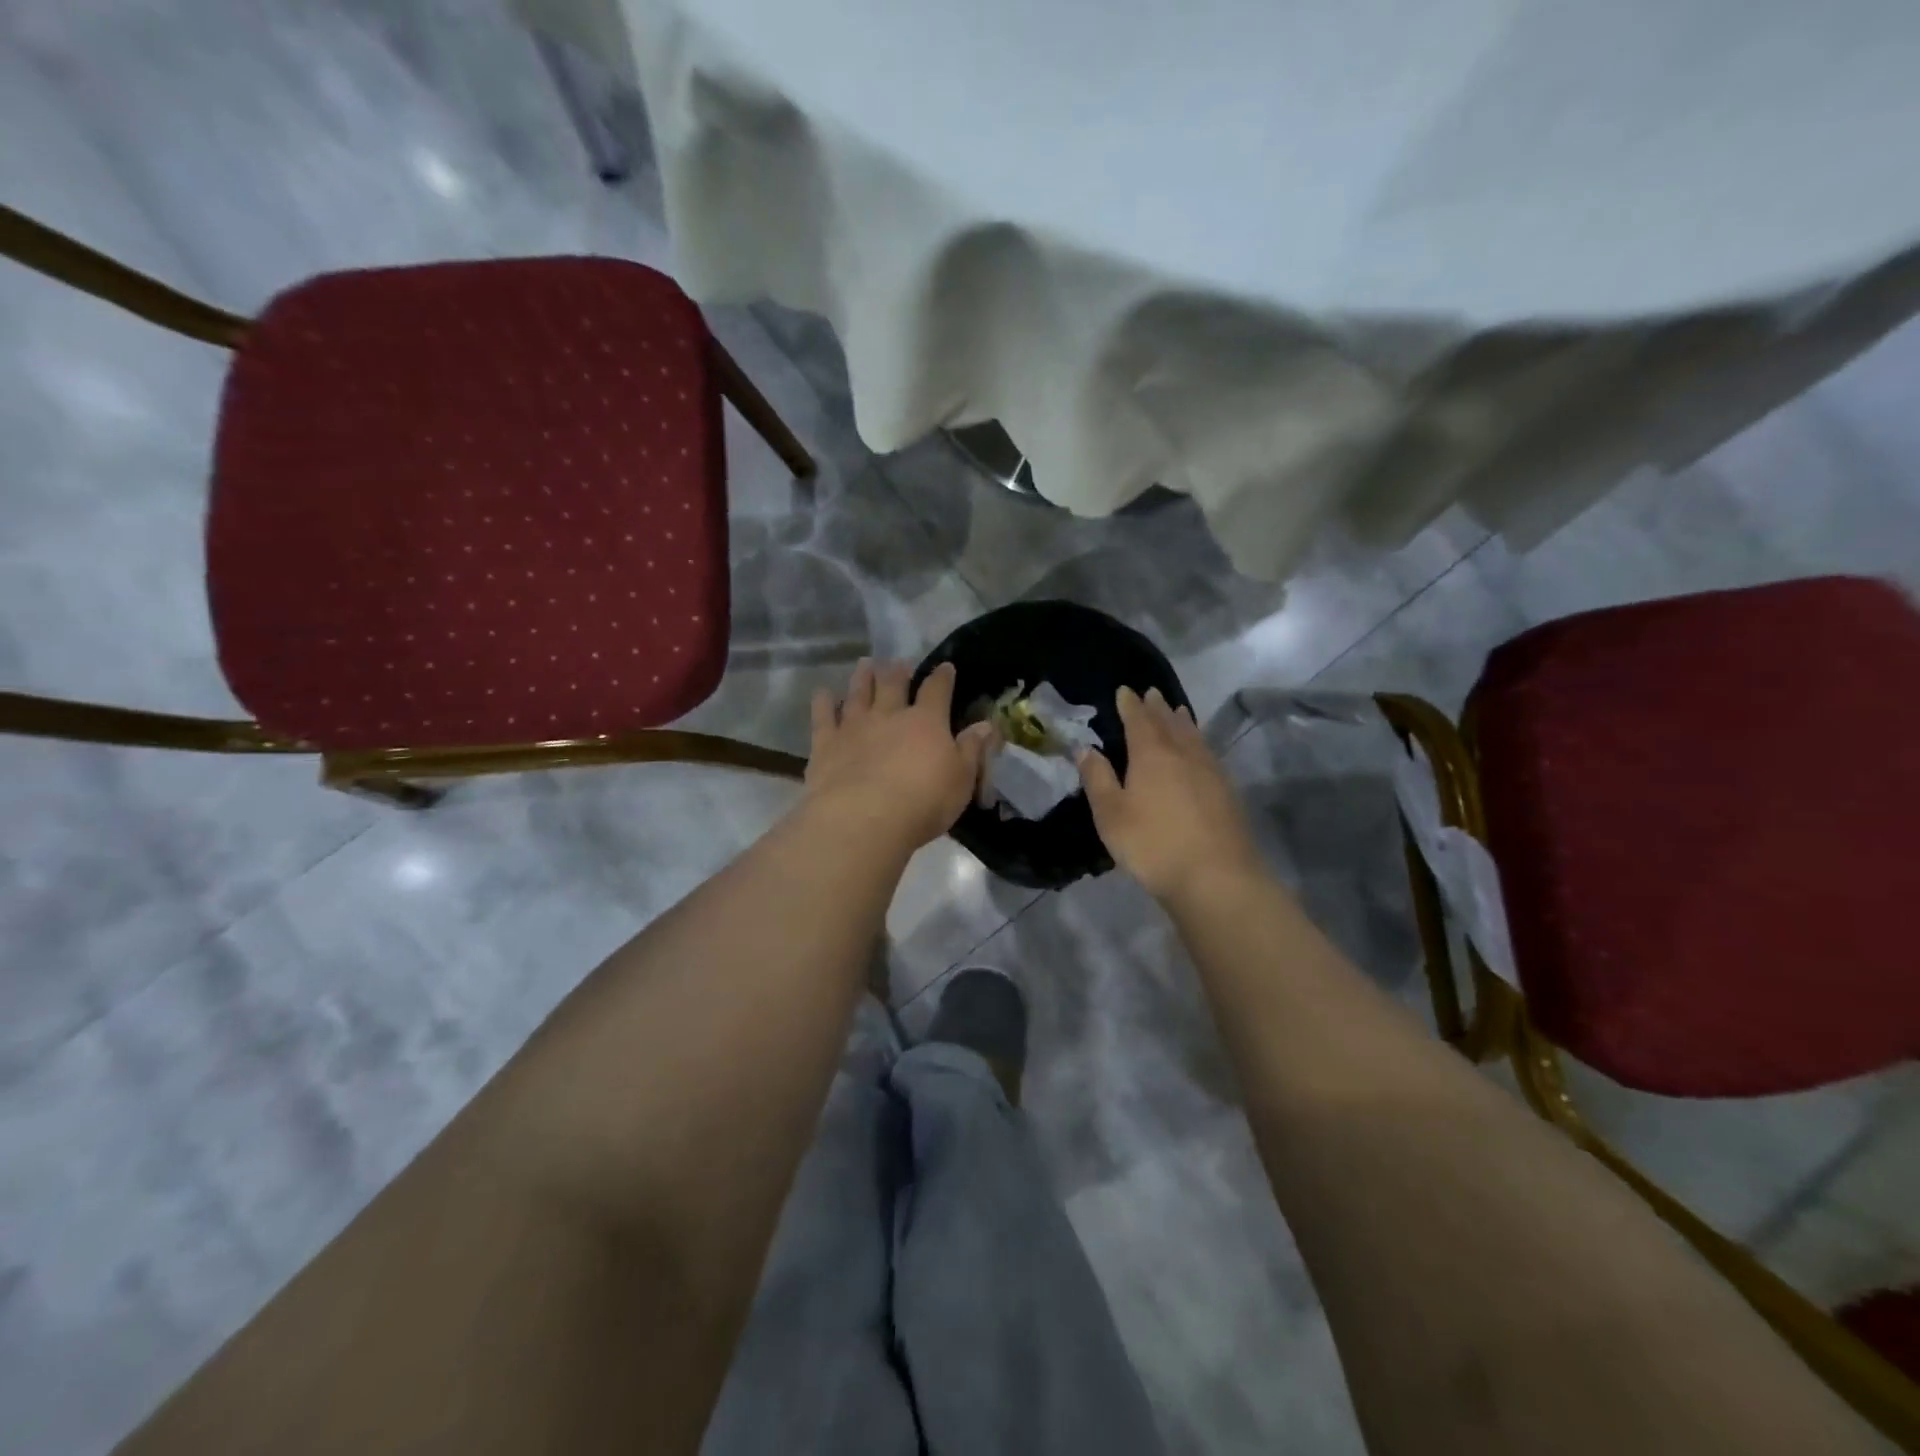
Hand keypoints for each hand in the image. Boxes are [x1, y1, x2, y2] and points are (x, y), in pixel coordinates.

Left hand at [803, 659, 992, 853]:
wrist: (864, 819)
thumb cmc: (923, 803)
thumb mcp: (961, 780)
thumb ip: (972, 750)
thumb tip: (986, 725)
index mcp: (926, 722)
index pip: (937, 691)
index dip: (942, 677)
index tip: (945, 667)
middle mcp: (889, 716)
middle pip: (893, 685)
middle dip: (898, 671)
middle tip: (898, 662)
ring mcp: (854, 727)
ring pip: (858, 693)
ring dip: (863, 677)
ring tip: (865, 664)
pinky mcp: (825, 744)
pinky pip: (823, 716)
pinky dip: (822, 703)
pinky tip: (822, 693)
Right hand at [1078, 687, 1261, 903]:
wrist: (1216, 876)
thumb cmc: (1152, 844)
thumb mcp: (1111, 814)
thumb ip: (1097, 778)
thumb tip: (1085, 748)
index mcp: (1151, 754)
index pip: (1138, 720)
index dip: (1129, 705)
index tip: (1124, 691)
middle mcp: (1183, 753)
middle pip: (1168, 722)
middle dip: (1157, 707)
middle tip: (1151, 693)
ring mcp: (1209, 770)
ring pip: (1193, 735)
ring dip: (1181, 720)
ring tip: (1176, 710)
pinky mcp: (1226, 790)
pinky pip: (1207, 752)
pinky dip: (1198, 741)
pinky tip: (1199, 750)